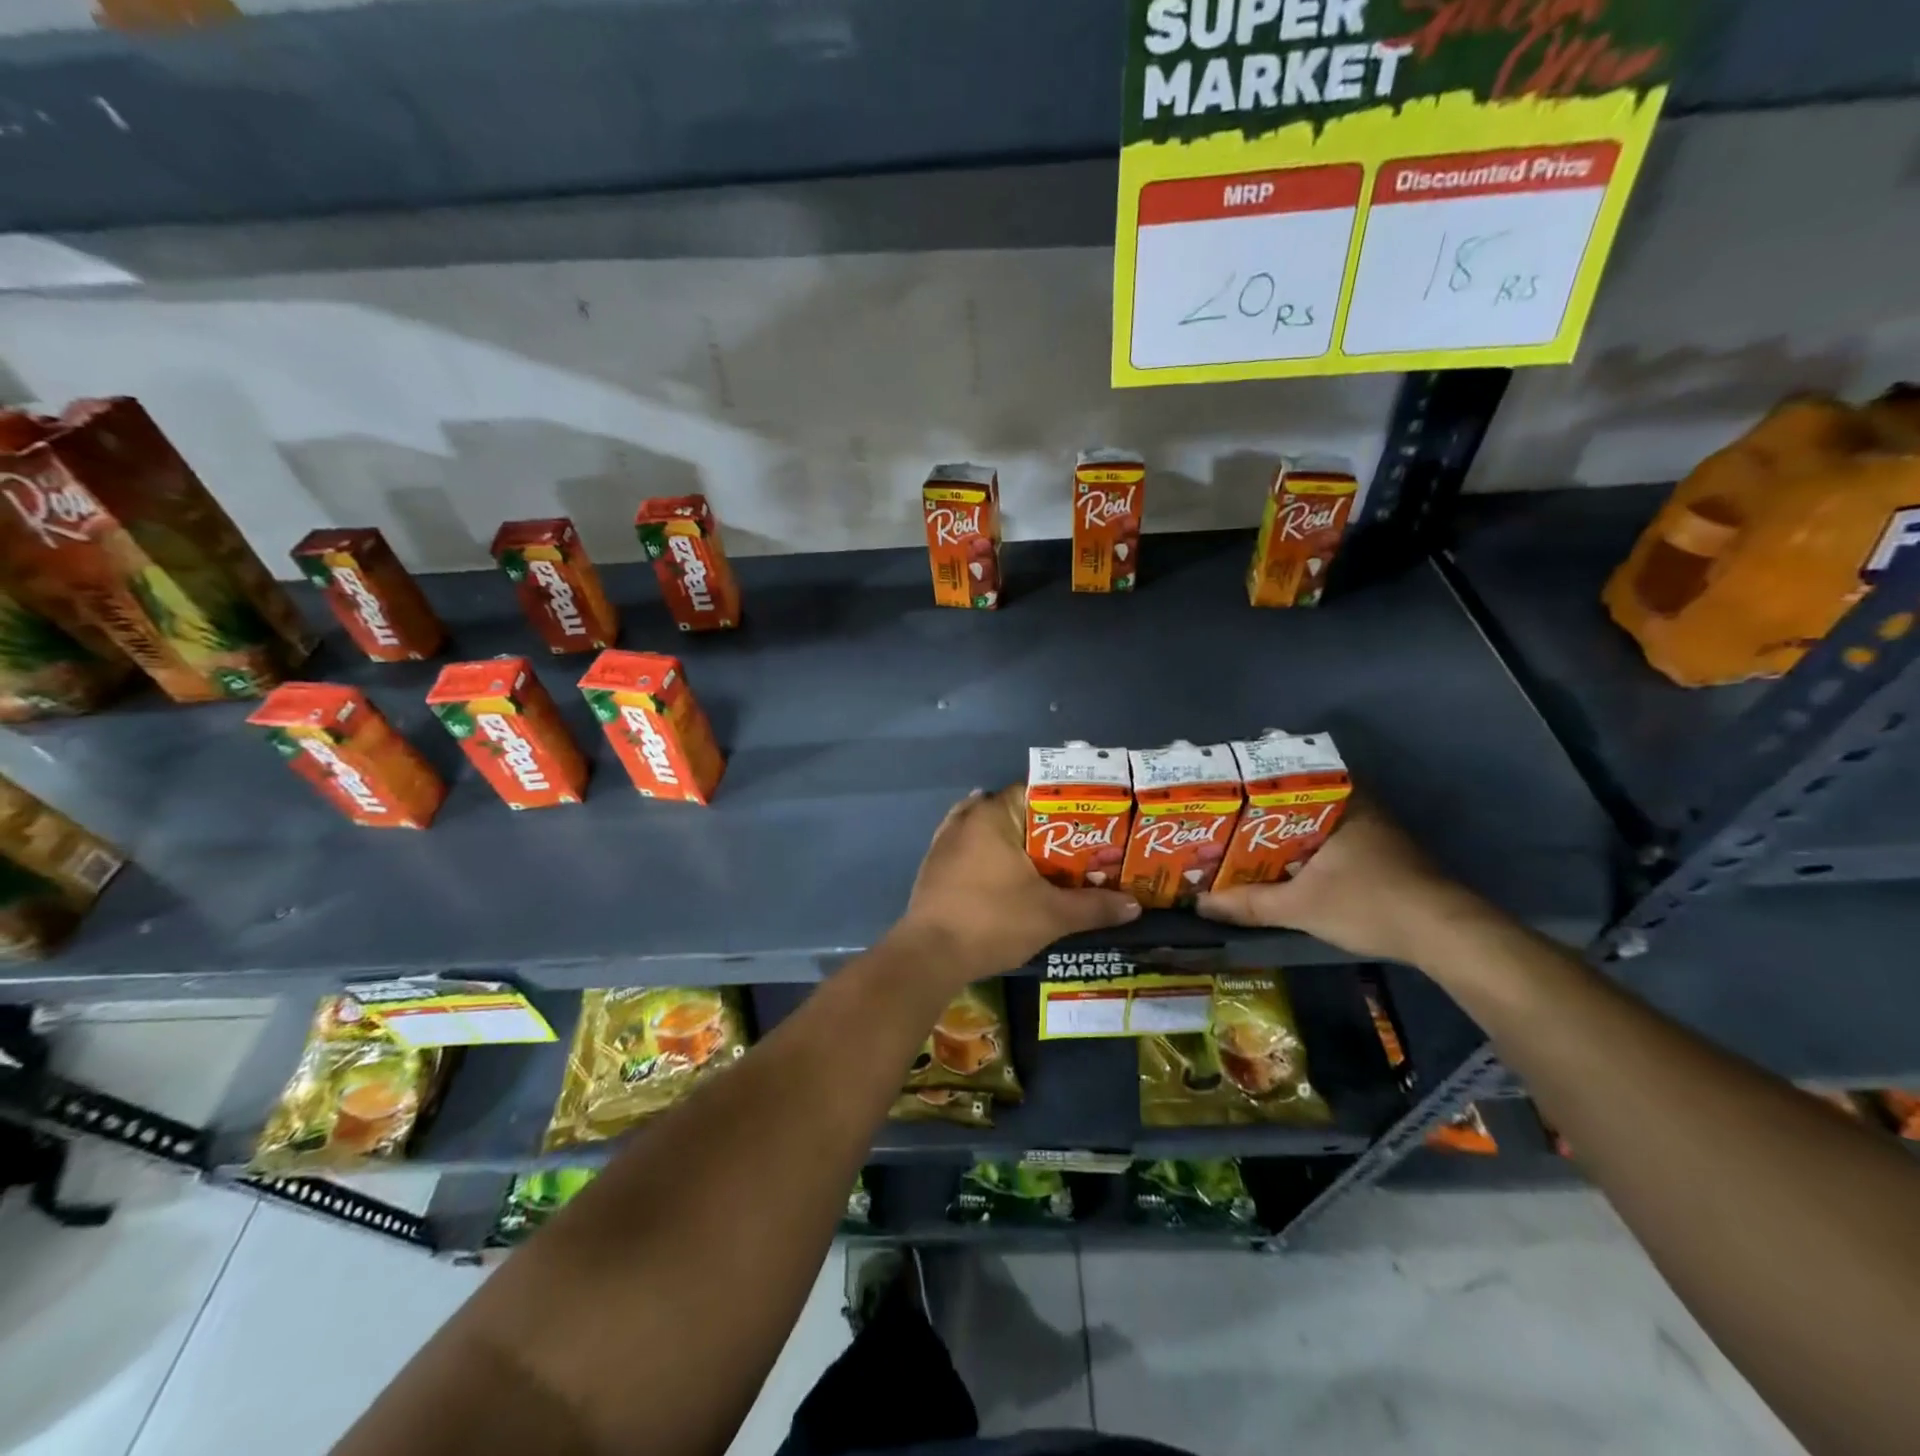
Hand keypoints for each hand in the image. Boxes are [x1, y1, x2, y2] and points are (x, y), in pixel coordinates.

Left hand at [894, 787, 1140, 983]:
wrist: (930, 955)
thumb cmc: (993, 921)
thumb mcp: (1051, 915)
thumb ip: (1094, 906)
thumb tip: (1135, 905)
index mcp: (994, 815)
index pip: (1036, 792)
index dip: (1067, 807)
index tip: (1092, 823)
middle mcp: (966, 818)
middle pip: (1013, 811)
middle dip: (1044, 828)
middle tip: (1077, 848)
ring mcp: (944, 841)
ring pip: (989, 830)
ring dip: (1014, 842)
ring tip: (1046, 861)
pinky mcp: (934, 866)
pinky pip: (970, 849)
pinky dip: (990, 856)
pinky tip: (1006, 873)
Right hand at [1195, 797, 1490, 963]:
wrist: (1445, 935)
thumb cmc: (1369, 903)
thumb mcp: (1300, 907)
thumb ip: (1249, 903)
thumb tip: (1200, 904)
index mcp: (1340, 802)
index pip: (1286, 779)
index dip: (1251, 788)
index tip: (1223, 797)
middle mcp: (1359, 806)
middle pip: (1298, 802)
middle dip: (1263, 815)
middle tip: (1226, 825)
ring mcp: (1375, 830)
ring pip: (1316, 824)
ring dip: (1286, 835)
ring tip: (1245, 846)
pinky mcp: (1384, 855)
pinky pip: (1332, 841)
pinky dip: (1307, 851)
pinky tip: (1285, 867)